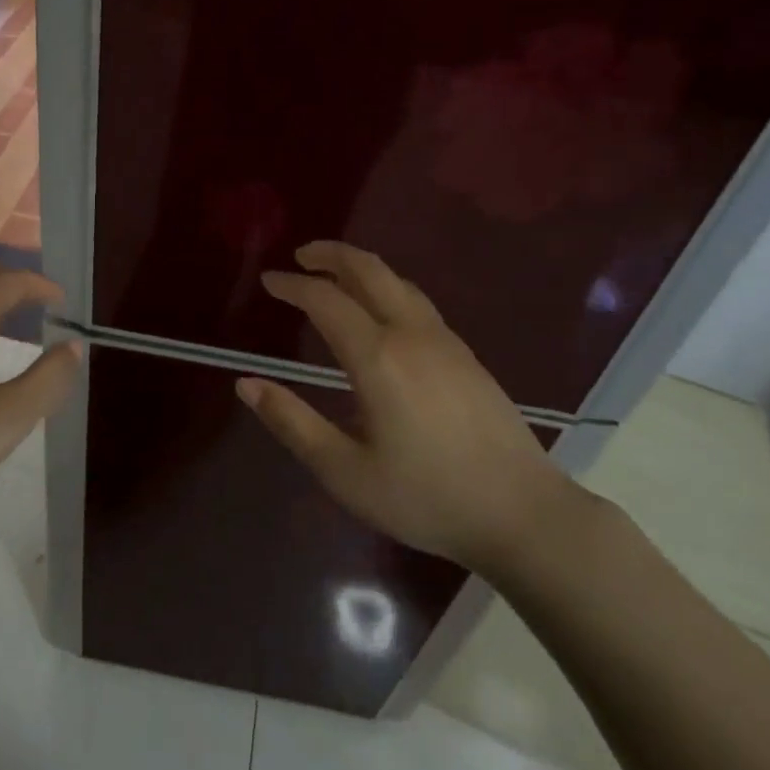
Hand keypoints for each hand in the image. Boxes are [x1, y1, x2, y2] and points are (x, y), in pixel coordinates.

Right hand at [238, 241, 580, 577]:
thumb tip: (246, 384)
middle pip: (370, 271)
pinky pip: (418, 303)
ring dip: (362, 269)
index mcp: (378, 358)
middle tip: (301, 256)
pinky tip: (382, 314)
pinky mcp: (467, 356)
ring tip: (335, 276)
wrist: (523, 514)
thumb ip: (293, 423)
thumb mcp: (345, 472)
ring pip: (399, 283)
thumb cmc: (426, 497)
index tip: (269, 282)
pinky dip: (387, 289)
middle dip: (331, 255)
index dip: (293, 286)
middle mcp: (412, 335)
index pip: (326, 300)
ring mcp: (446, 342)